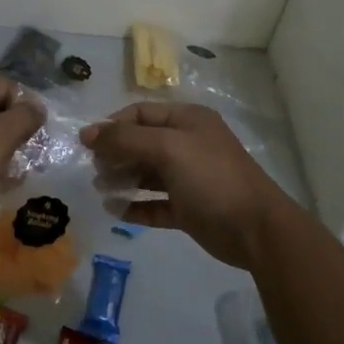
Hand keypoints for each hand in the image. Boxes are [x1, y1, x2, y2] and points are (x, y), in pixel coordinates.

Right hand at [81, 102, 296, 268]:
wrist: (256, 230)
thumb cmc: (211, 178)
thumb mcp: (168, 149)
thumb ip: (125, 139)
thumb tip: (88, 133)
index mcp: (188, 120)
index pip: (141, 113)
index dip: (112, 125)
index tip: (87, 144)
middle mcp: (188, 144)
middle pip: (142, 143)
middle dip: (115, 154)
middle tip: (94, 170)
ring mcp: (189, 178)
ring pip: (147, 173)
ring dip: (122, 179)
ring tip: (100, 189)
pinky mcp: (189, 209)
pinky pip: (155, 203)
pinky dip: (135, 206)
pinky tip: (115, 211)